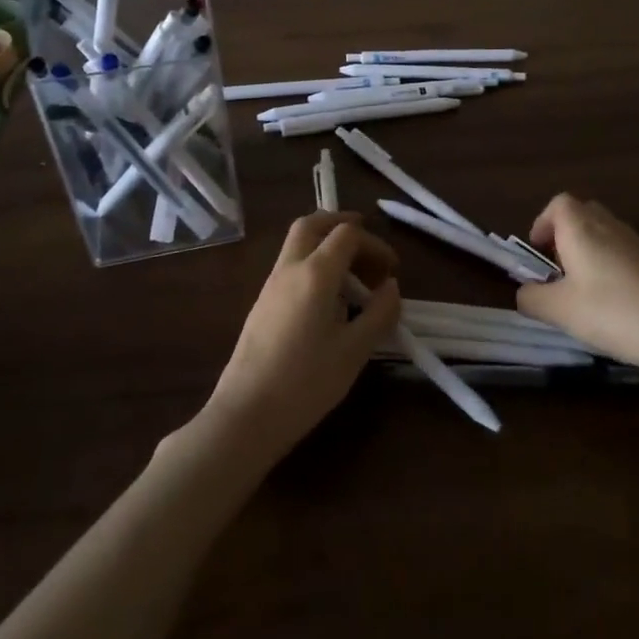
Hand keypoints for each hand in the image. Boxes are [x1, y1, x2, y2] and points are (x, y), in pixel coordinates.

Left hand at [201, 212, 401, 462]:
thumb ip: (379, 313)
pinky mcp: (262, 303)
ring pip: (298, 243)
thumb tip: (391, 287)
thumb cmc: (306, 382)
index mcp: (315, 273)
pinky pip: (291, 265)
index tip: (392, 270)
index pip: (347, 235)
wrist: (246, 414)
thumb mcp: (354, 351)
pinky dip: (313, 263)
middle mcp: (290, 268)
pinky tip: (329, 298)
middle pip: (313, 224)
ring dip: (326, 244)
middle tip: (366, 243)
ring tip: (353, 274)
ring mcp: (271, 285)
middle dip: (342, 224)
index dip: (375, 244)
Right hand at [516, 194, 638, 377]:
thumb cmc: (612, 311)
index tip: (538, 253)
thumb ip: (532, 298)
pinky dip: (610, 267)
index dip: (543, 223)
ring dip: (588, 253)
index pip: (558, 204)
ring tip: (583, 291)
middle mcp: (609, 226)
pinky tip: (613, 303)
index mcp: (581, 228)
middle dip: (565, 237)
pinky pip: (623, 253)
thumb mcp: (559, 310)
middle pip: (582, 214)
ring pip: (604, 234)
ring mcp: (637, 243)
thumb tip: (524, 292)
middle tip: (558, 270)